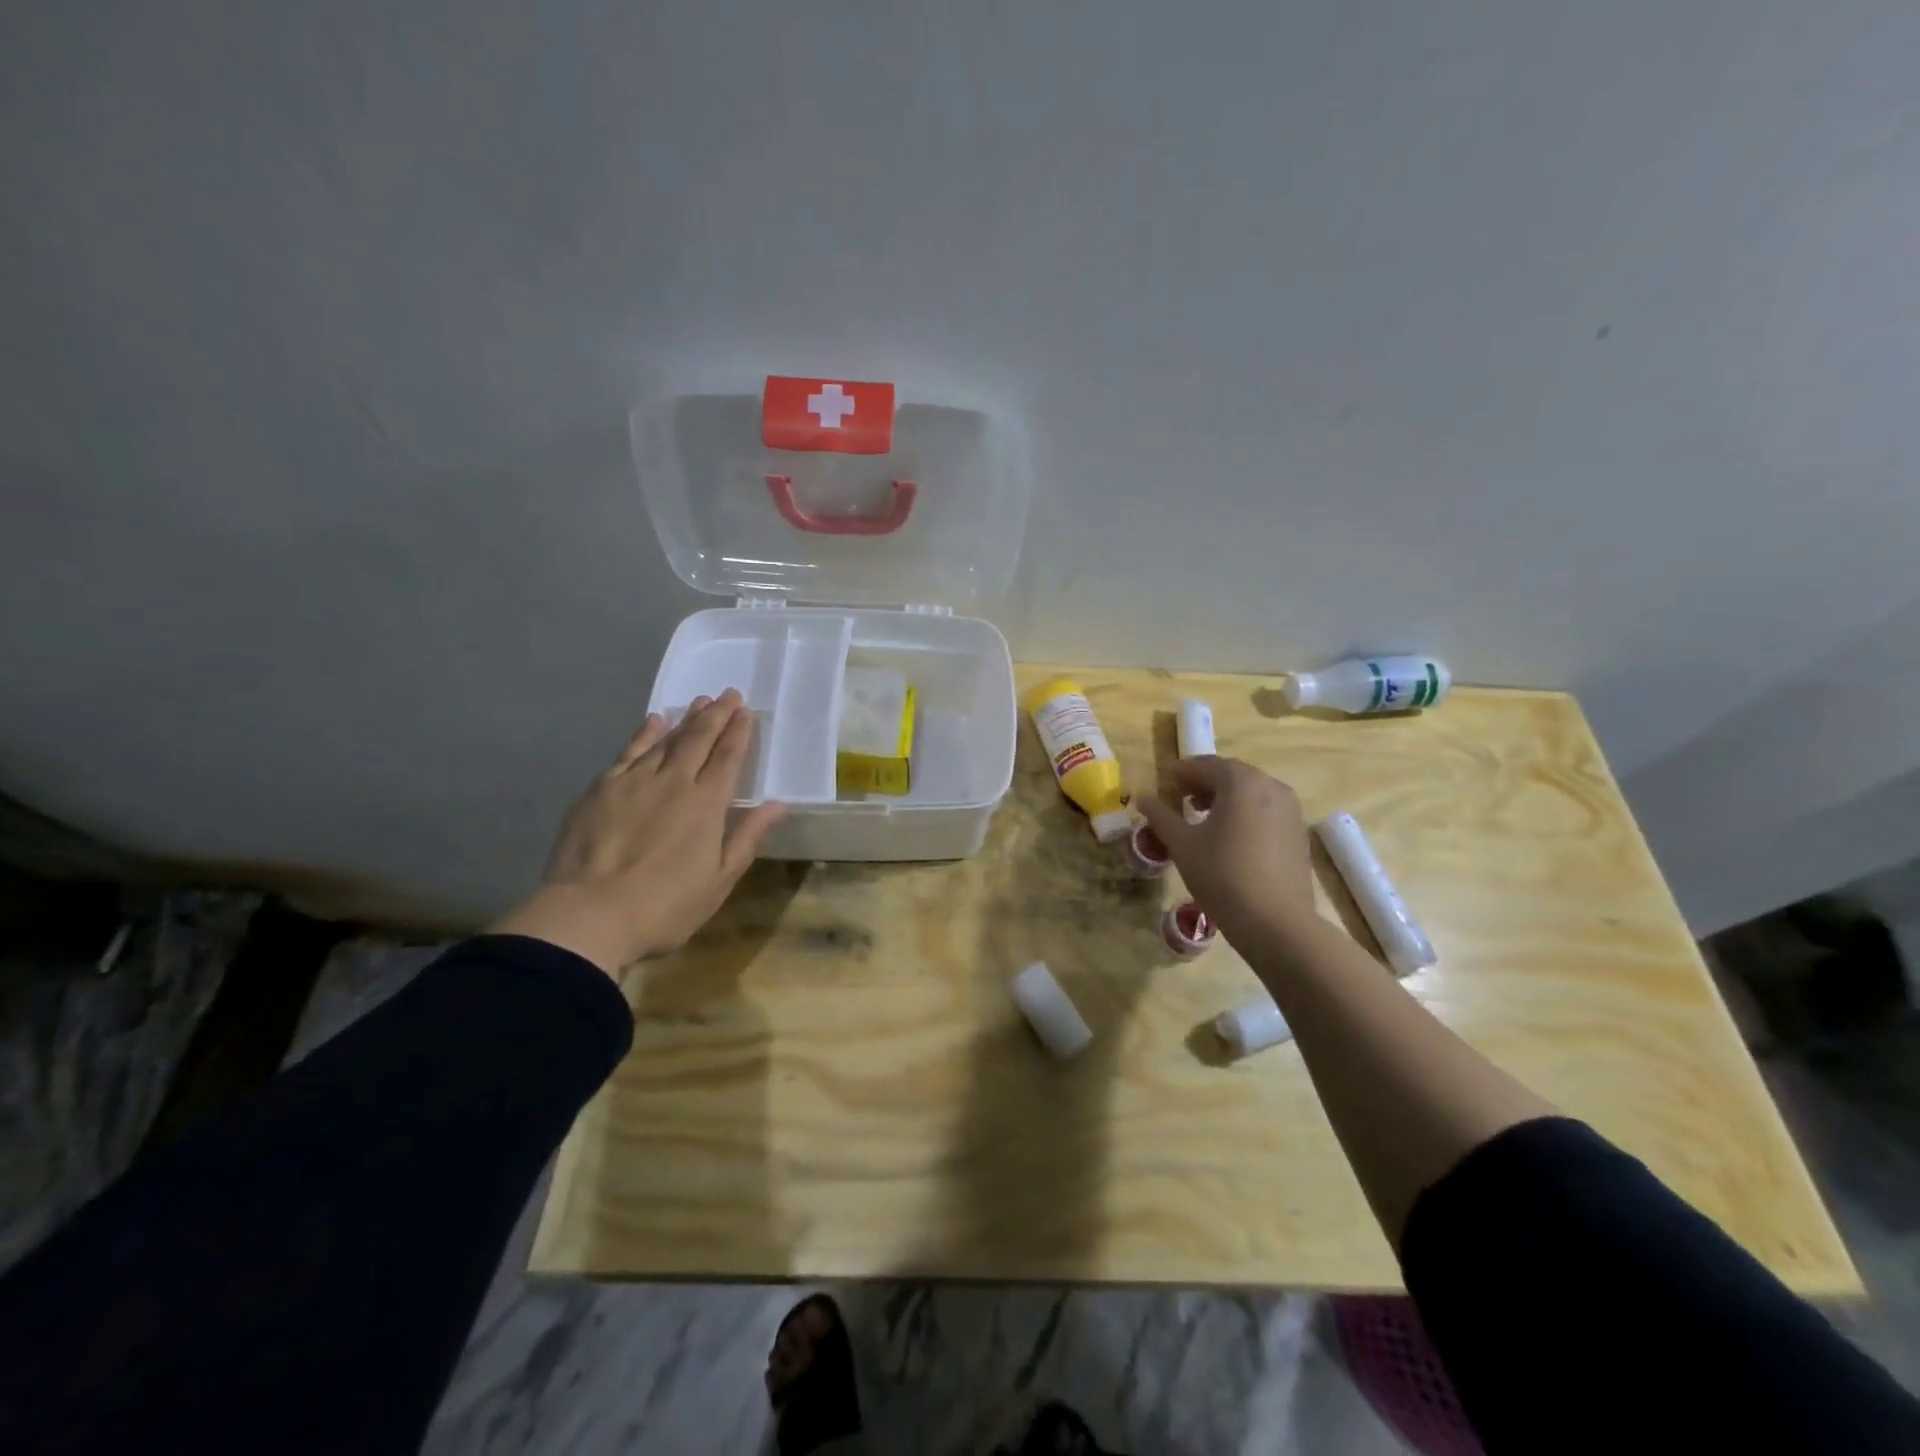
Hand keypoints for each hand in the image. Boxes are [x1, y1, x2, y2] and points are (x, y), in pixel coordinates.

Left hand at [493, 690, 787, 976]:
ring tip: (700, 701)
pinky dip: (644, 733)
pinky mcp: (601, 789)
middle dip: (717, 715)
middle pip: (699, 739)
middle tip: (729, 694)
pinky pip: (629, 751)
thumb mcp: (719, 880)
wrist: (588, 915)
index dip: (739, 732)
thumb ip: (748, 836)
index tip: (747, 711)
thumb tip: (778, 804)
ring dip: (686, 719)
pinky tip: (652, 721)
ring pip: (665, 739)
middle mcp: (673, 782)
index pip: (728, 757)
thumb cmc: (665, 906)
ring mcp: (633, 781)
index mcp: (706, 804)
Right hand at [1136, 758, 1314, 944]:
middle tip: (1180, 798)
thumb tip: (1141, 796)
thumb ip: (1160, 815)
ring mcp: (1290, 810)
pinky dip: (1244, 812)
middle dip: (1204, 782)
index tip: (1163, 782)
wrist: (1276, 922)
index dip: (1182, 772)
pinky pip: (1266, 810)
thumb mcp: (1182, 844)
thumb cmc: (1222, 875)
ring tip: (1202, 816)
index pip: (1206, 765)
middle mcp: (1271, 786)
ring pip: (1251, 792)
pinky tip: (1230, 836)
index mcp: (1241, 782)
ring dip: (1225, 797)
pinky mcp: (1298, 832)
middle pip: (1231, 775)